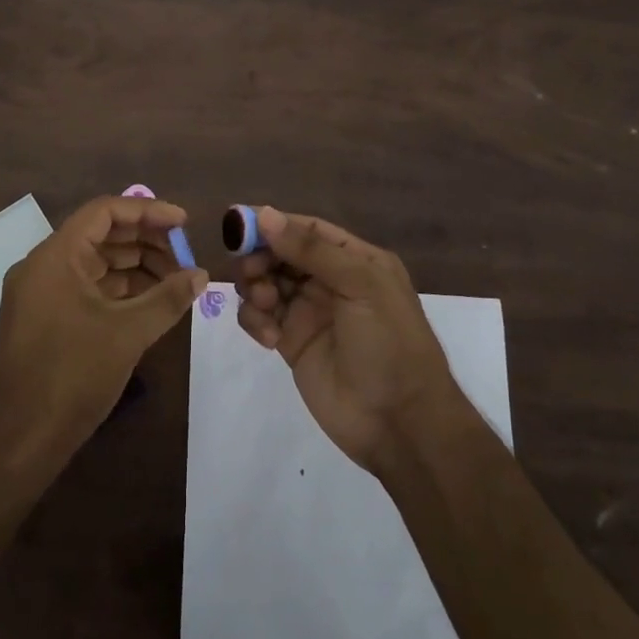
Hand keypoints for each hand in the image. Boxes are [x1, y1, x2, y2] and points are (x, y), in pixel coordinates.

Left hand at [0, 195, 205, 479]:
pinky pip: (85, 288)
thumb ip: (168, 298)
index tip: (184, 223)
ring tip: (175, 281)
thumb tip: (202, 274)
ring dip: (135, 267)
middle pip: (100, 235)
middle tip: (185, 256)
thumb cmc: (72, 377)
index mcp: (55, 256)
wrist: (19, 443)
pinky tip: (149, 302)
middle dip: (145, 241)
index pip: (104, 212)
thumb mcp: (128, 334)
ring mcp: (40, 294)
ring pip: (94, 263)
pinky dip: (117, 290)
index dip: (147, 211)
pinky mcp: (43, 319)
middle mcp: (42, 266)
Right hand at [234, 206, 461, 474]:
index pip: (307, 229)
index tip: (238, 225)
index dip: (273, 224)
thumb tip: (264, 214)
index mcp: (355, 260)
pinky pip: (261, 317)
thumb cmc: (389, 343)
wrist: (400, 424)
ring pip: (266, 282)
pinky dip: (255, 320)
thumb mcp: (361, 286)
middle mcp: (331, 280)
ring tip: (265, 306)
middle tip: (251, 273)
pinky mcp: (291, 343)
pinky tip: (268, 338)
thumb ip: (311, 250)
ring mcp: (309, 312)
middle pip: (280, 253)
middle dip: (260, 258)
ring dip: (256, 288)